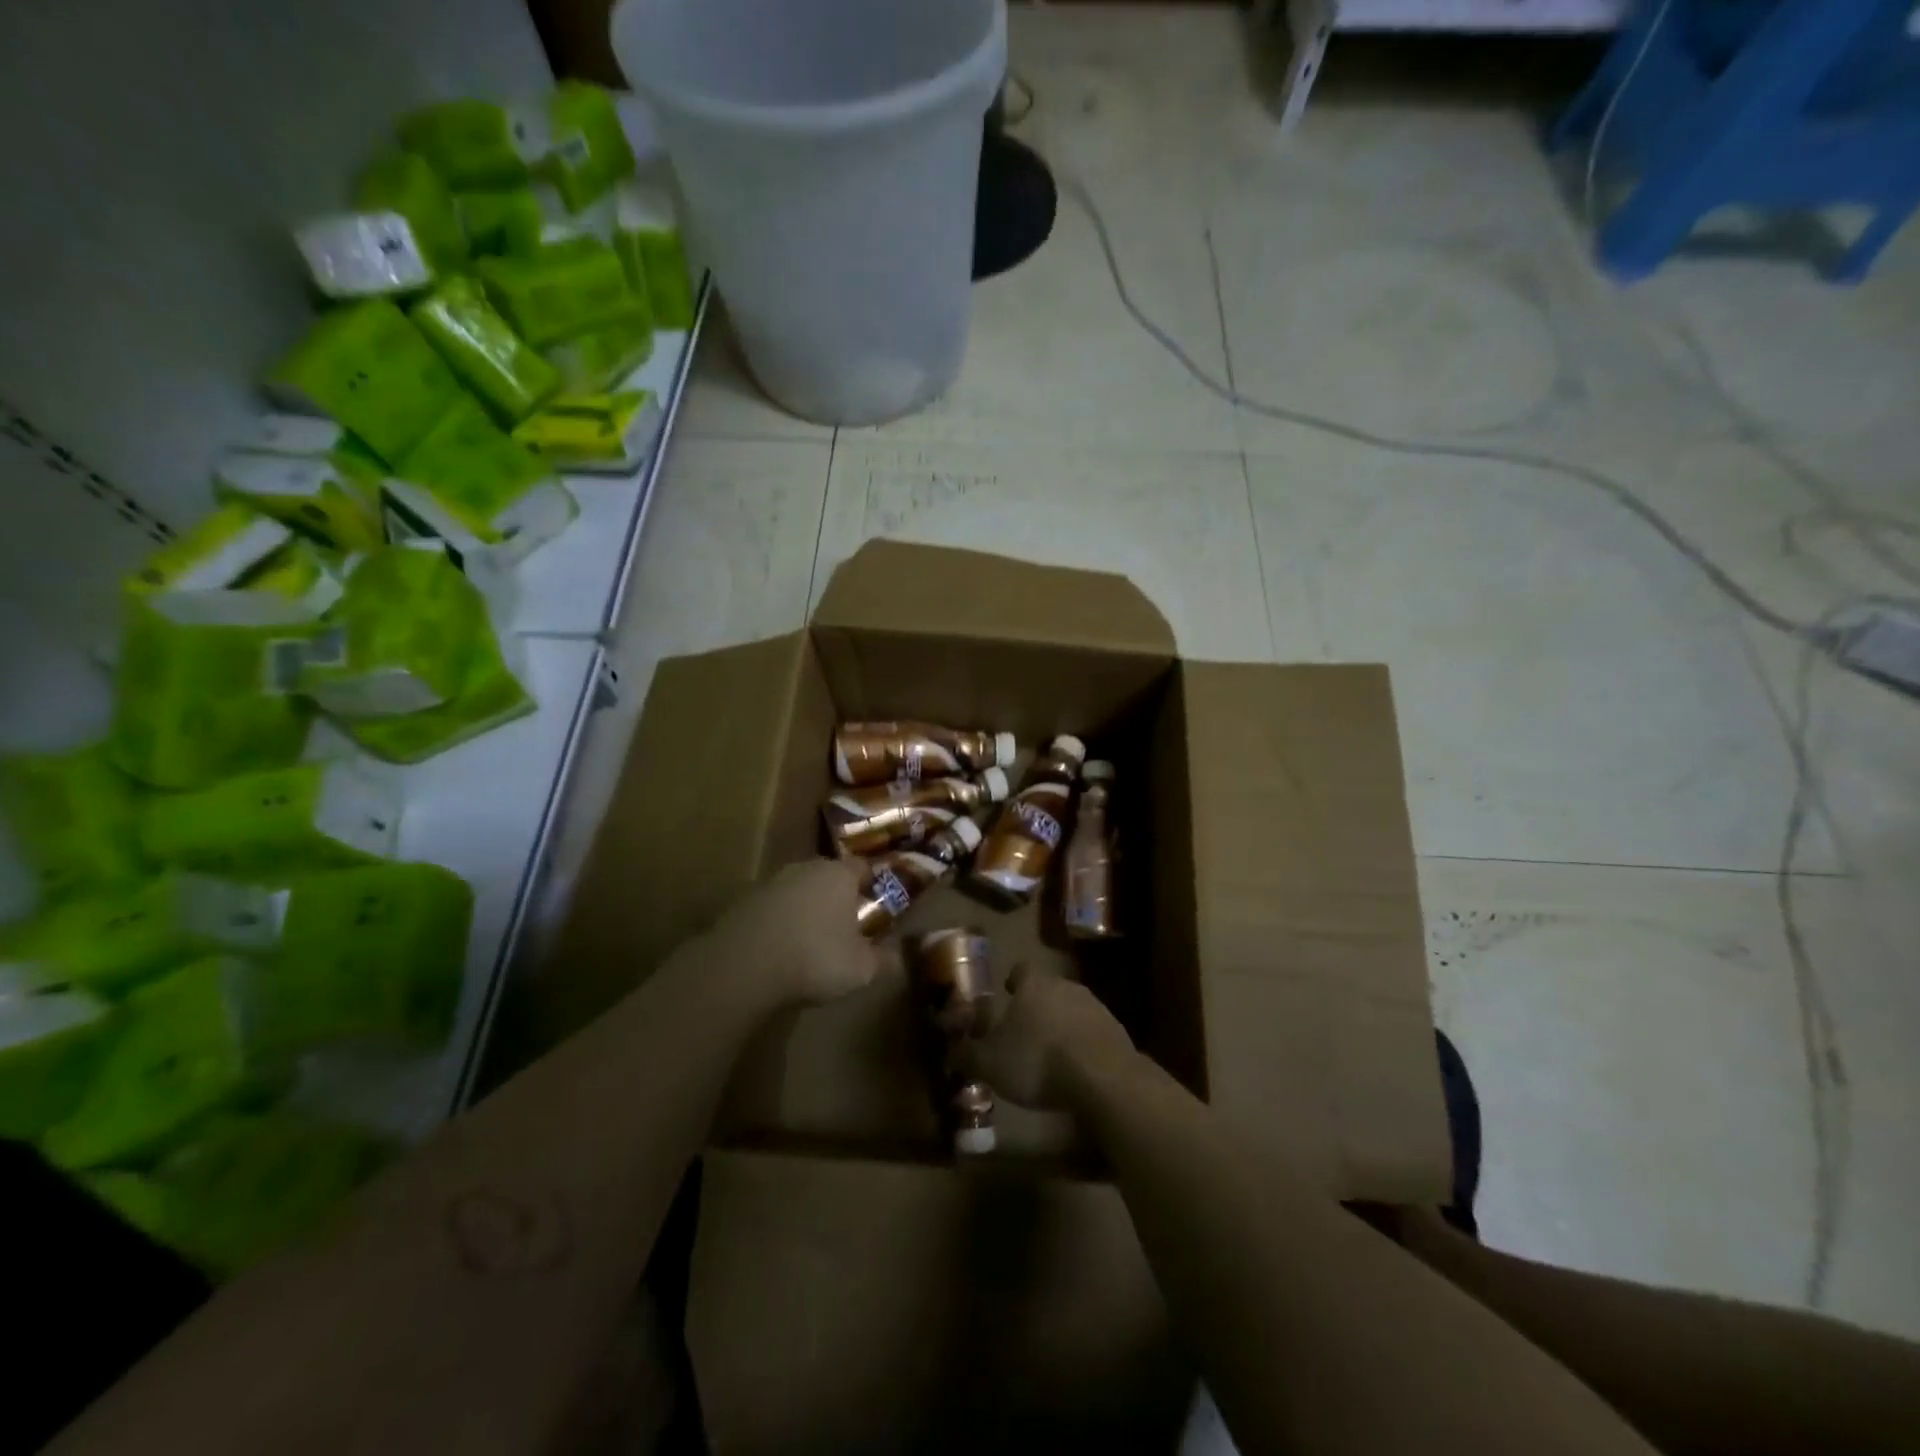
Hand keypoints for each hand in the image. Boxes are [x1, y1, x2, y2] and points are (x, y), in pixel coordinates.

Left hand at [703, 858, 900, 1007]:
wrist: (742, 967)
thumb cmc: (815, 958)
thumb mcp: (862, 968)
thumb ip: (886, 960)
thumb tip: (900, 956)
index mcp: (839, 874)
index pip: (863, 867)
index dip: (872, 884)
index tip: (877, 905)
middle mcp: (805, 868)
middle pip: (828, 877)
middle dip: (838, 897)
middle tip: (847, 926)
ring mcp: (770, 883)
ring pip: (798, 891)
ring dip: (806, 910)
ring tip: (812, 942)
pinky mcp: (742, 902)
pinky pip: (772, 909)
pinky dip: (779, 923)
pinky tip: (780, 950)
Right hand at [959, 966, 1134, 1108]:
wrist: (1102, 1077)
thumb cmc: (1037, 1061)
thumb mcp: (990, 1063)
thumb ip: (968, 1056)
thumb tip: (951, 1052)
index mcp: (1033, 985)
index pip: (1022, 970)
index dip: (1013, 980)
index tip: (1008, 991)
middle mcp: (1065, 987)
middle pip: (1048, 989)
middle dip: (1037, 1006)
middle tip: (1025, 1029)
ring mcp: (1095, 1007)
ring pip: (1072, 1009)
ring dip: (1062, 1025)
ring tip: (1051, 1052)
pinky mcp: (1117, 1031)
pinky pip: (1093, 1032)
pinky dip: (1083, 1044)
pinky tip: (1077, 1068)